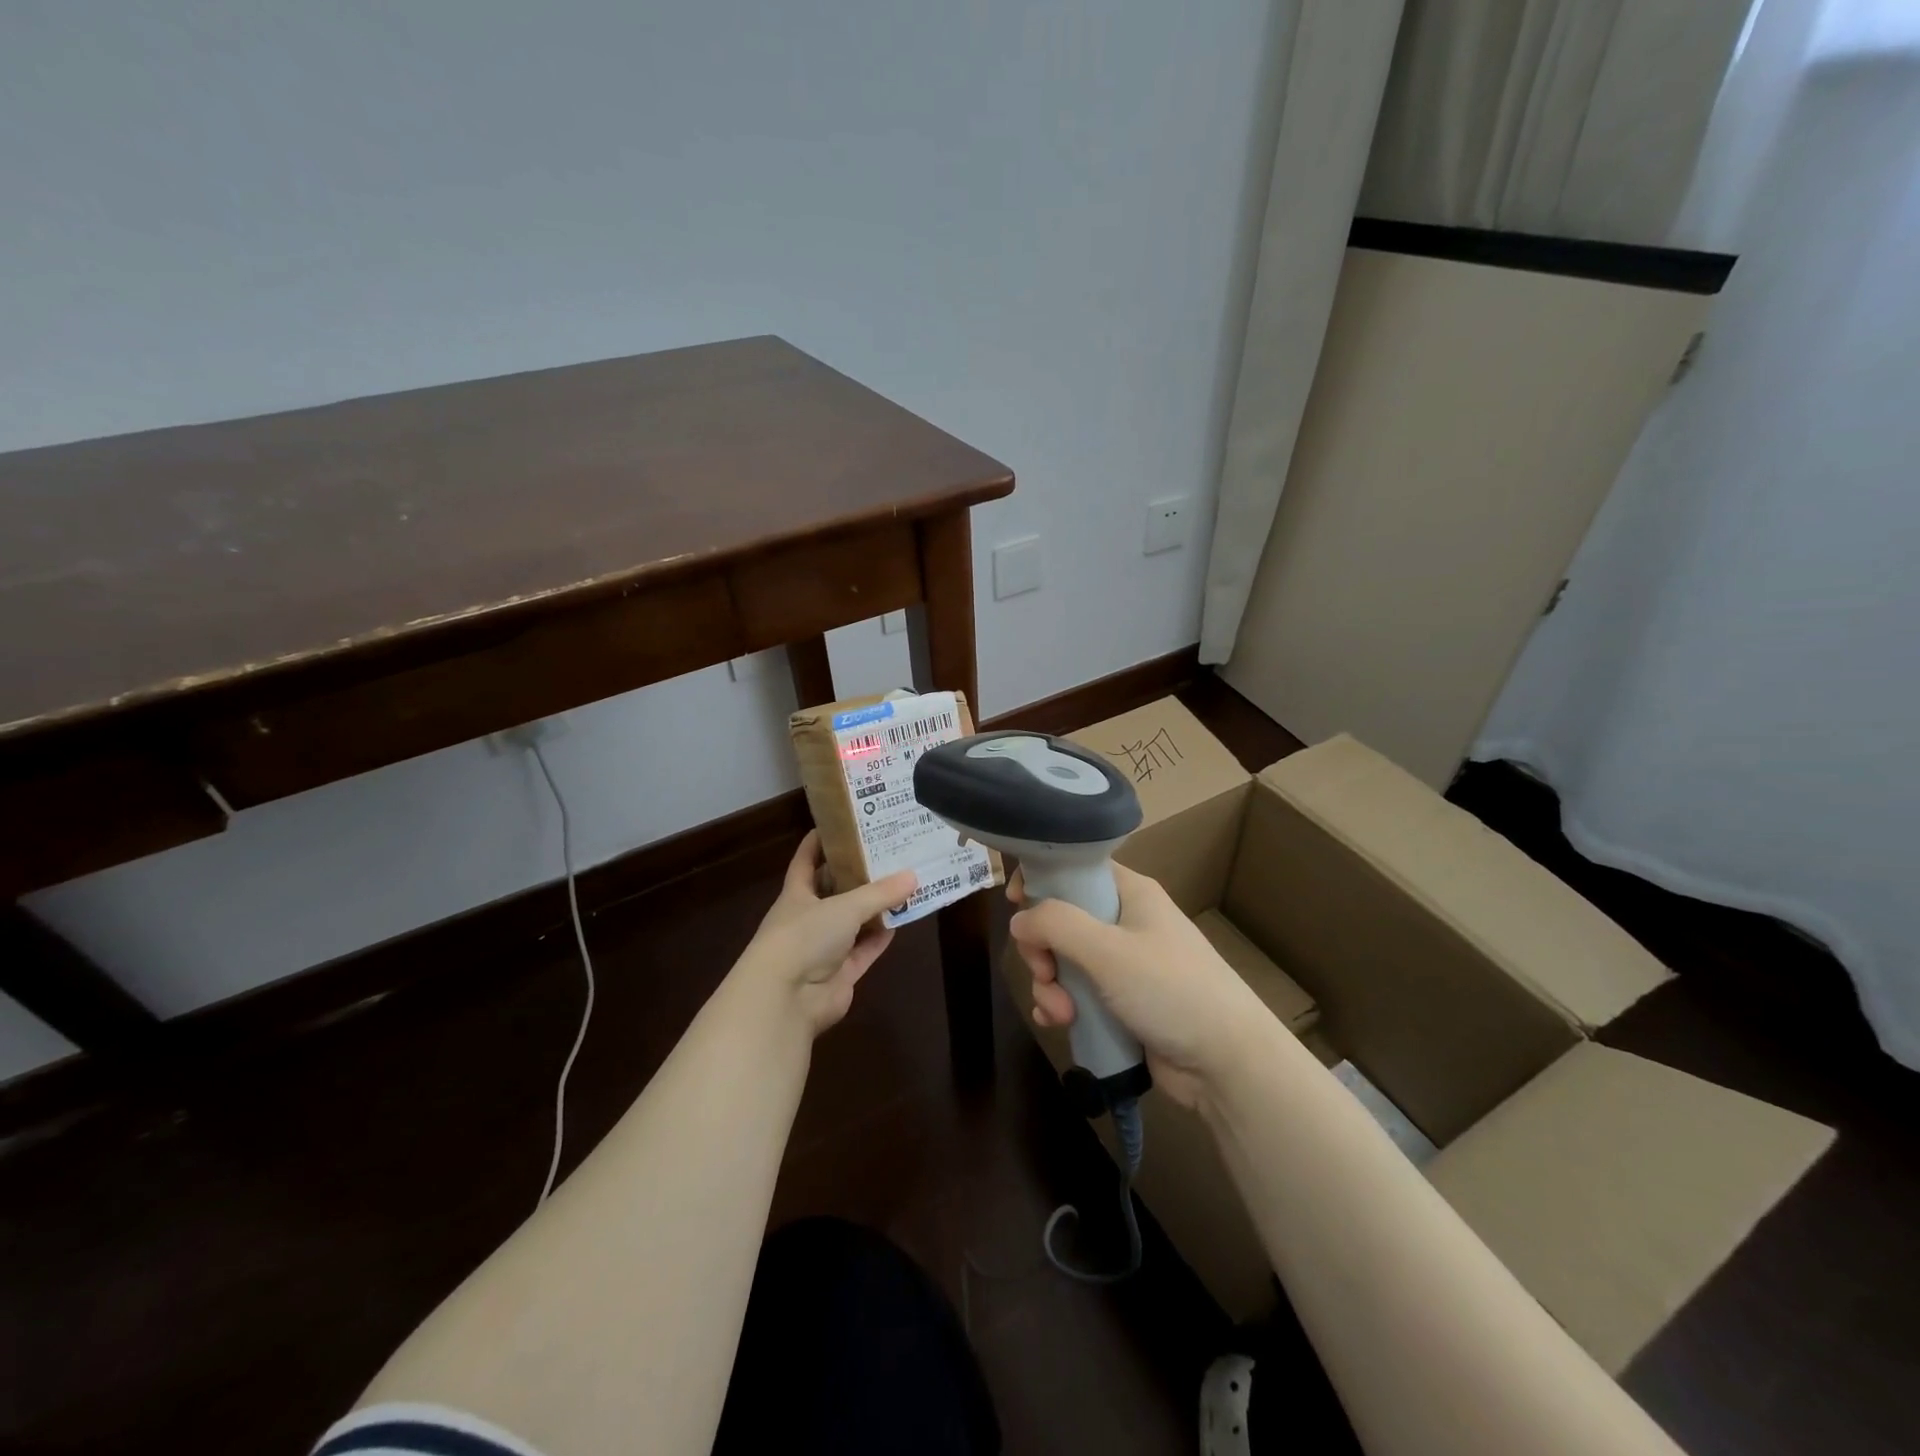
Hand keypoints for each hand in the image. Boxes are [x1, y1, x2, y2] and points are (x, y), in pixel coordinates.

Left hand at [736, 832, 916, 1035]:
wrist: (786, 998)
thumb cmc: (804, 937)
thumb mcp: (844, 906)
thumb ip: (879, 893)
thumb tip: (913, 876)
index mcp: (797, 894)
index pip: (806, 860)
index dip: (820, 841)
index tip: (841, 823)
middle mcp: (808, 918)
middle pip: (835, 890)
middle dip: (858, 874)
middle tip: (888, 852)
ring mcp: (824, 949)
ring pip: (854, 922)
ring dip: (875, 908)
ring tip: (903, 883)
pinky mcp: (840, 974)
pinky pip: (865, 950)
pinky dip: (880, 937)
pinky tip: (901, 921)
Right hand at [1008, 862, 1273, 1107]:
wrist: (1227, 1062)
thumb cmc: (1170, 989)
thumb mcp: (1108, 950)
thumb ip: (1056, 925)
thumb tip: (1019, 919)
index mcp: (1130, 894)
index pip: (1077, 868)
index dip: (1044, 879)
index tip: (1016, 901)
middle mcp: (1126, 922)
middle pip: (1062, 919)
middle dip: (1043, 949)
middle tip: (1046, 973)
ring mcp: (1124, 965)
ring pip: (1065, 961)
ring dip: (1051, 985)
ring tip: (1061, 1014)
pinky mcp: (1122, 1002)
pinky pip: (1078, 994)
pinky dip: (1063, 1006)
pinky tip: (1059, 1024)